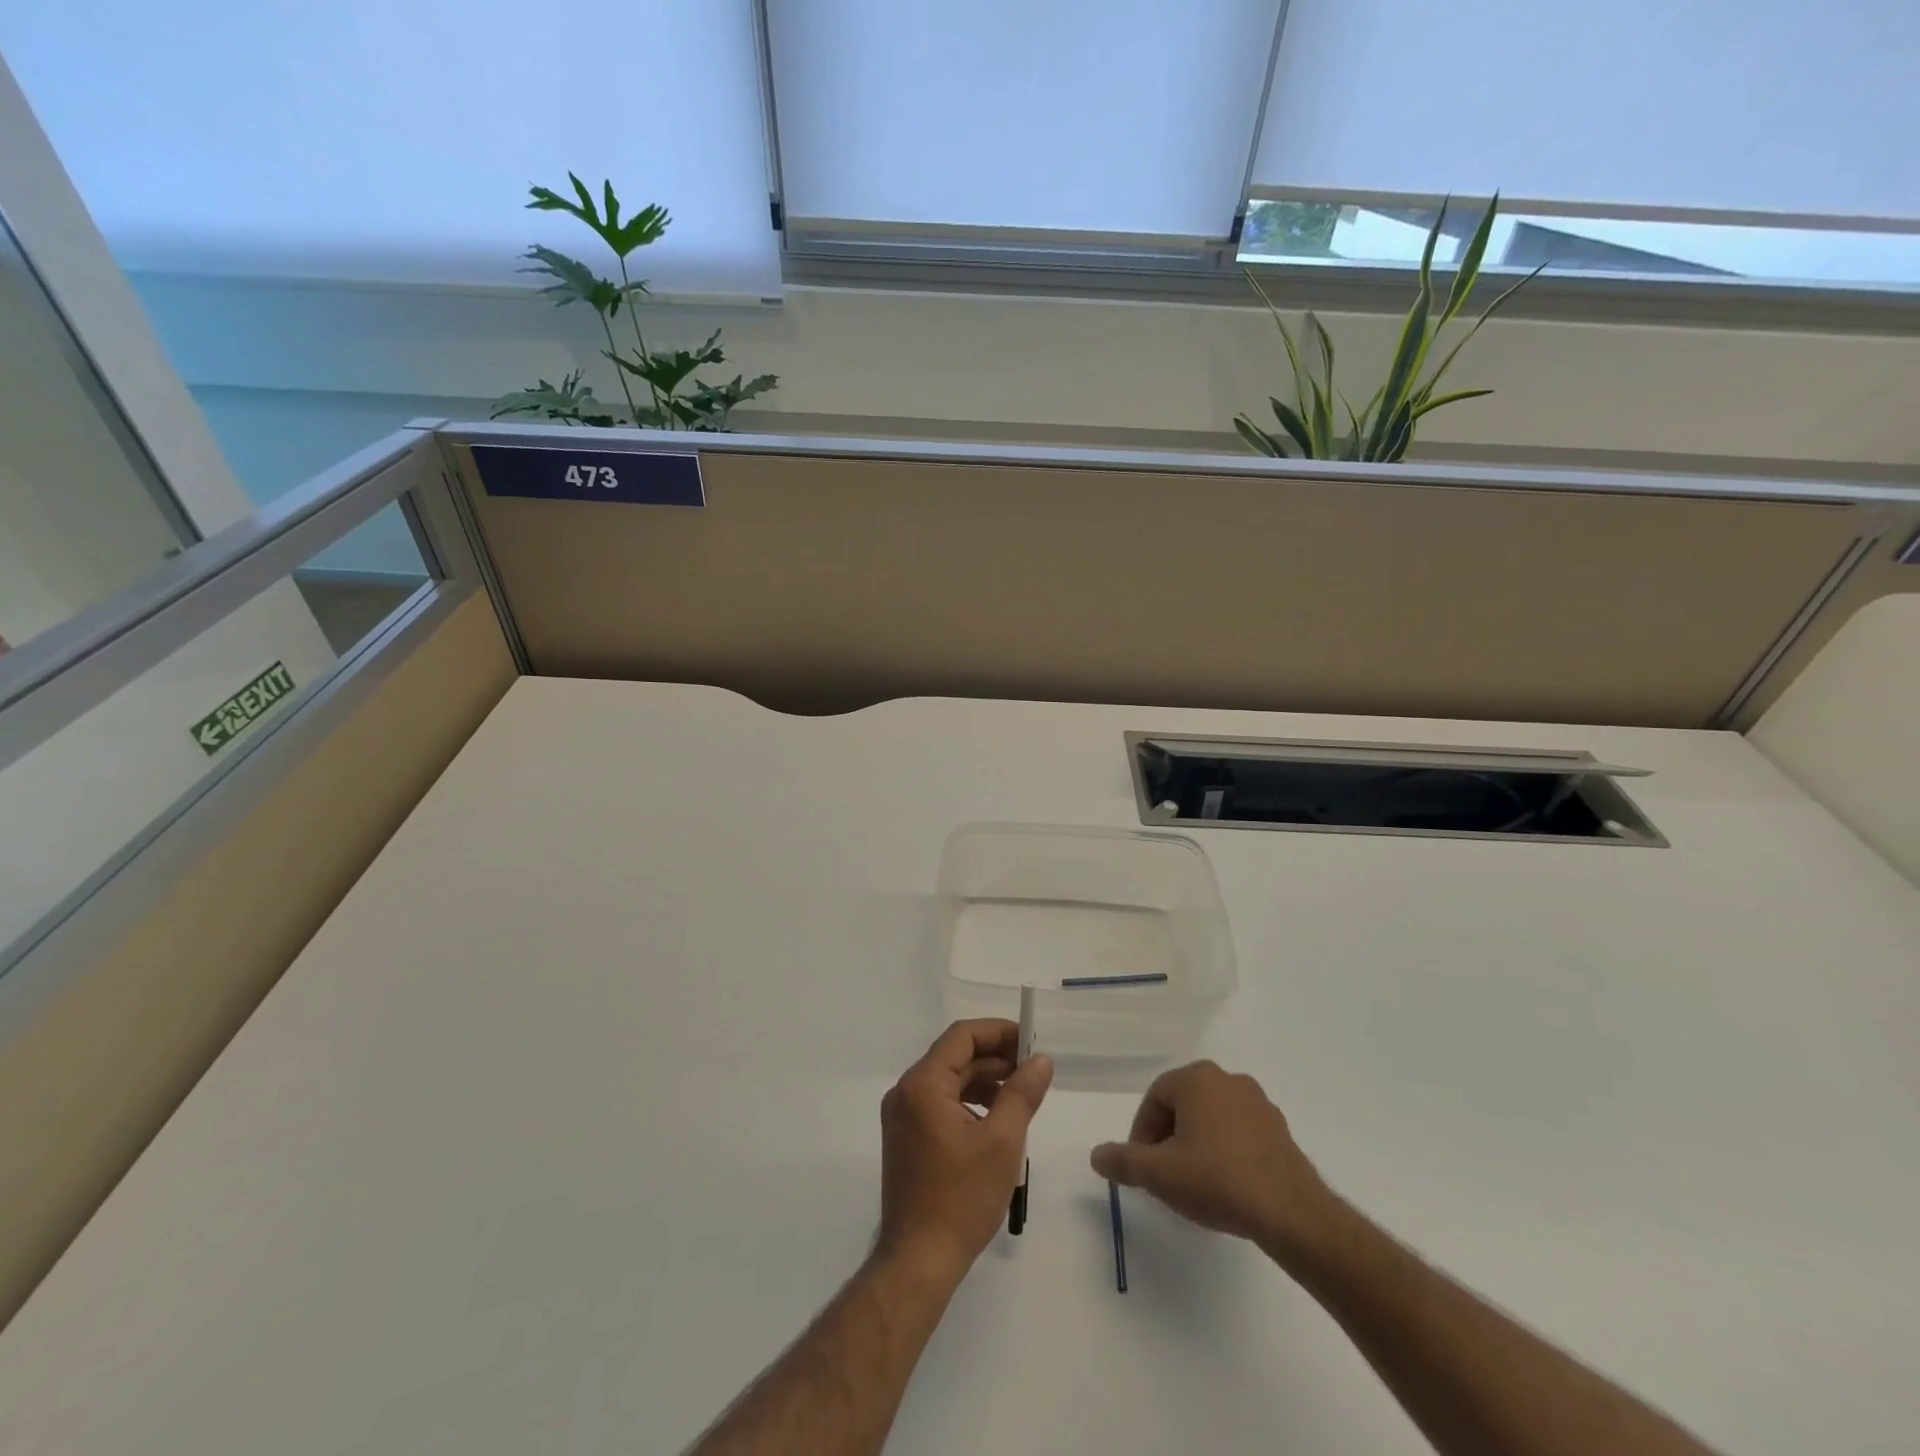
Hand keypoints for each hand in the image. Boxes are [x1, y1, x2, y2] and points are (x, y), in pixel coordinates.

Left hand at [877, 1019, 1053, 1279]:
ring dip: (984, 1080)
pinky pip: (940, 1102)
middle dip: (995, 1058)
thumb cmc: (962, 1198)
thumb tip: (1041, 1059)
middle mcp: (906, 1091)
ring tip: (1021, 1094)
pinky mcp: (906, 1136)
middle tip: (1033, 1069)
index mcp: (923, 1084)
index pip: (962, 1036)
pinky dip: (969, 1101)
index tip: (1031, 1041)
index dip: (998, 1032)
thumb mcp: (1003, 1142)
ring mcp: (902, 1115)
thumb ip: (1022, 1093)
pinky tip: (996, 1119)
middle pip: (955, 1056)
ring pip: (949, 1080)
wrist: (919, 1260)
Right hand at [1091, 1061, 1333, 1255]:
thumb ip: (1123, 1162)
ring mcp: (1259, 1104)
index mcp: (1197, 1078)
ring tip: (1195, 1184)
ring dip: (1198, 1145)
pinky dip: (1226, 1153)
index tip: (1143, 1168)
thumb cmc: (1217, 1180)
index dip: (1143, 1134)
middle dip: (1169, 1139)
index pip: (1155, 1099)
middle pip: (1184, 1106)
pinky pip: (1240, 1135)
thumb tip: (1097, 1155)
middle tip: (1165, 1175)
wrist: (1291, 1213)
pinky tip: (1227, 1187)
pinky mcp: (1280, 1131)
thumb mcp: (1159, 1174)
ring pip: (1213, 1120)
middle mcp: (1228, 1080)